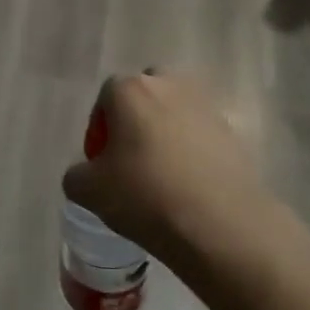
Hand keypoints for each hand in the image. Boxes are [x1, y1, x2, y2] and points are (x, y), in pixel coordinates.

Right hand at [62, 71, 282, 262]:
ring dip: (164, 133)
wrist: (220, 224)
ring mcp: (205, 106)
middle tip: (130, 161)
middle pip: (144, 95)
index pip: (105, 97)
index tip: (101, 163)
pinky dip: (191, 151)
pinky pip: (200, 134)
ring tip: (161, 175)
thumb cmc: (145, 196)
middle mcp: (169, 85)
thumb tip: (86, 173)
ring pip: (175, 112)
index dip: (99, 129)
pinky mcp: (232, 131)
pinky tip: (188, 185)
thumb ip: (77, 175)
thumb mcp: (89, 192)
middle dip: (134, 120)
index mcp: (131, 89)